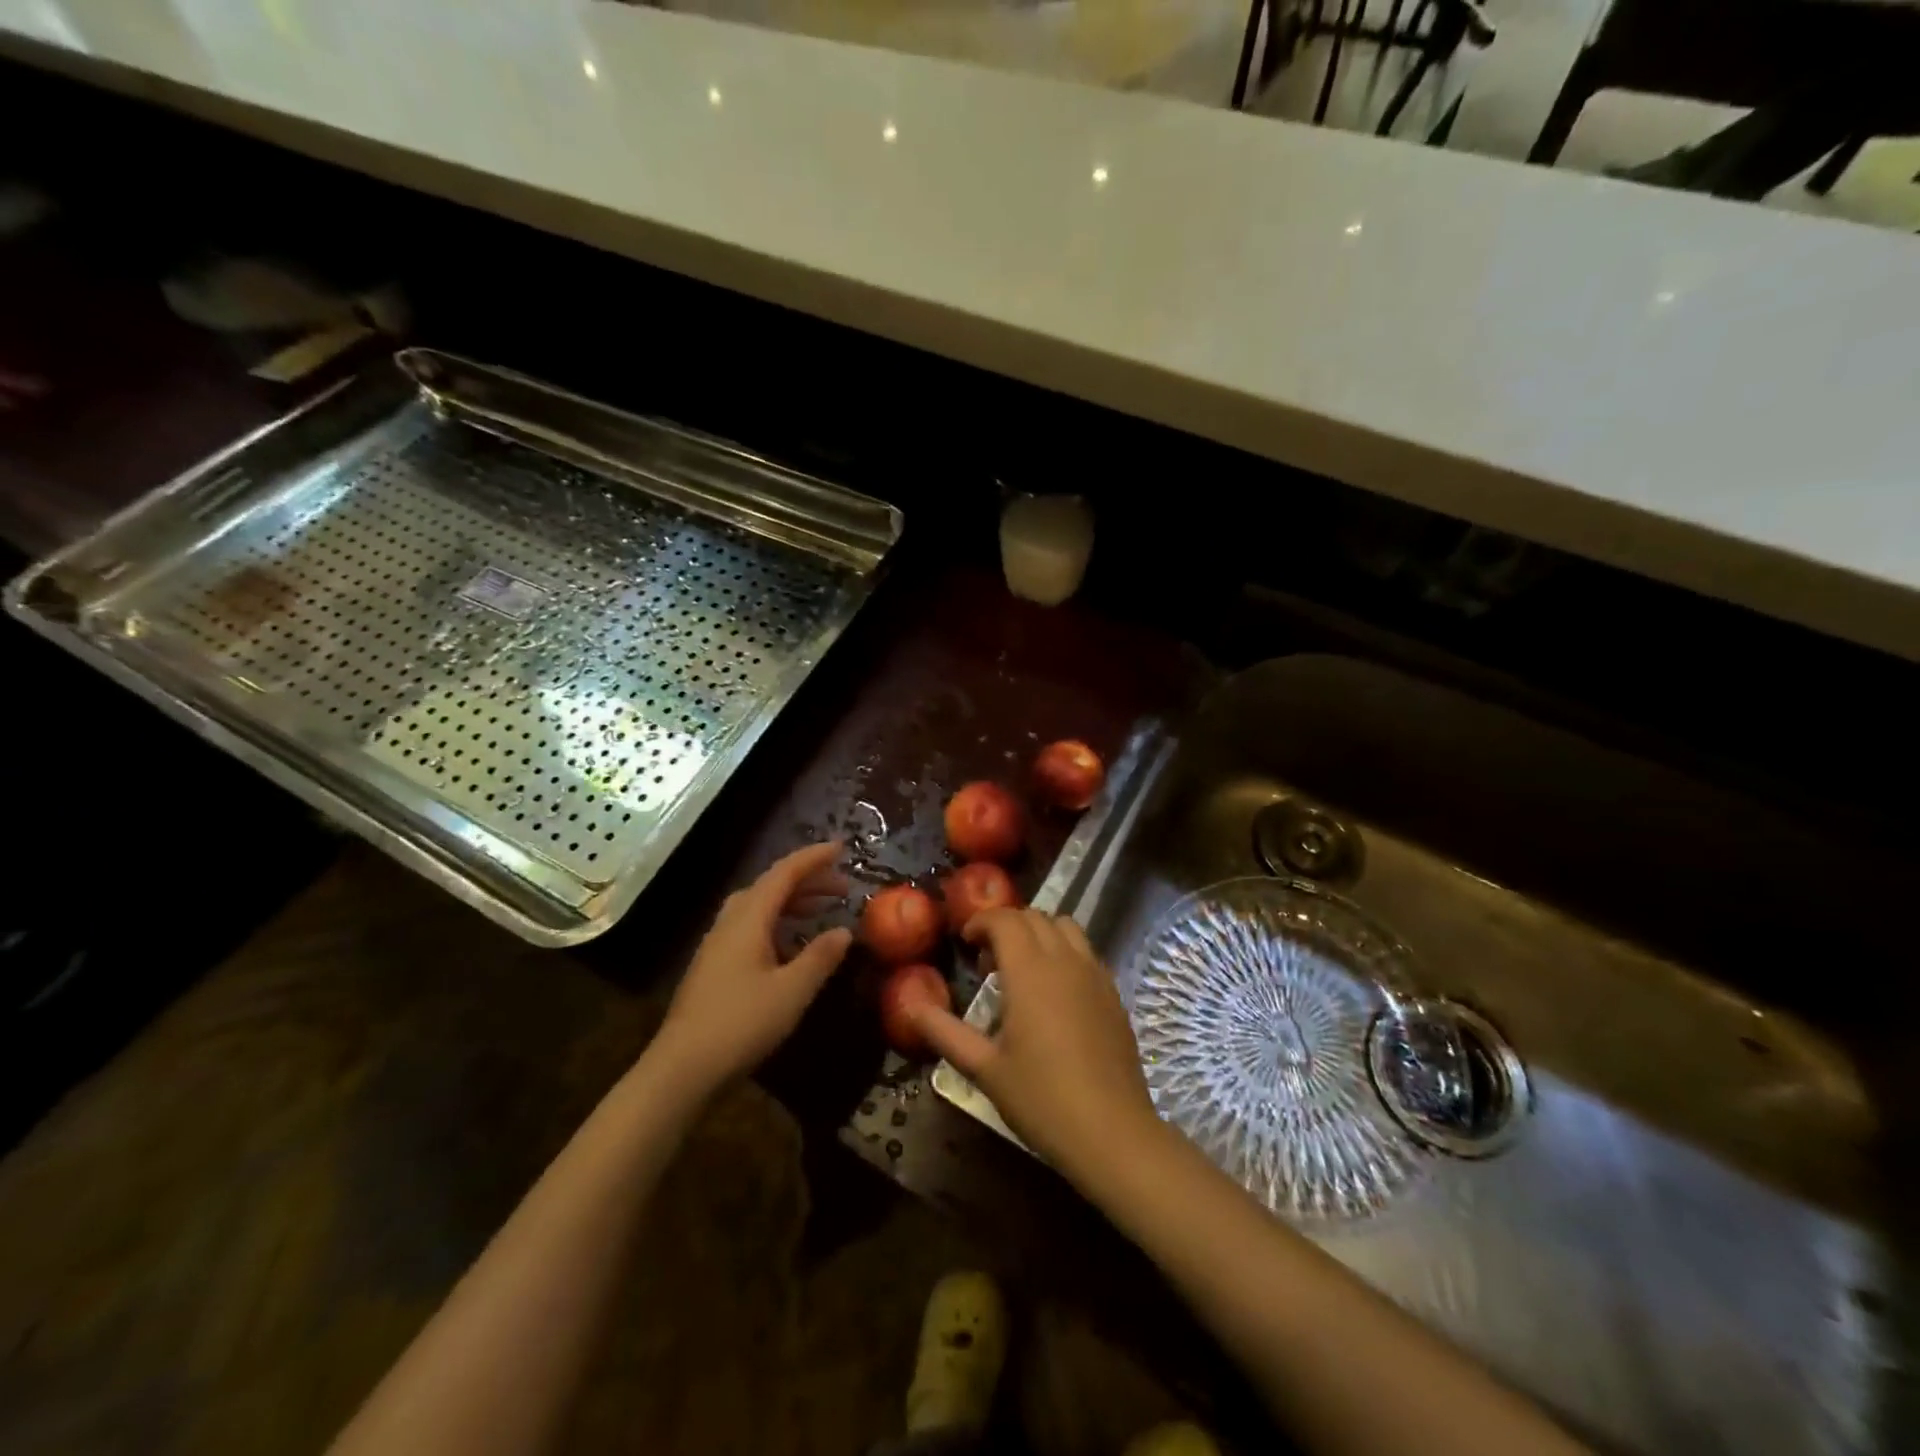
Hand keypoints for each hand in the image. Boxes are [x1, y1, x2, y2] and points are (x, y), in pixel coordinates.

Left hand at [653, 842, 852, 1097]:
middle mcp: (730, 923)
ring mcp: (717, 945)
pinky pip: (750, 927)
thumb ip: (821, 957)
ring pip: (758, 907)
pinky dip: (777, 923)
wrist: (681, 1069)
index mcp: (749, 919)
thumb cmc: (740, 1024)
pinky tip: (791, 946)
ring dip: (791, 901)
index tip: (842, 847)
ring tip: (821, 910)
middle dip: (807, 880)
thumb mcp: (792, 991)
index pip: (784, 873)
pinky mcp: (713, 967)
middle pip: (770, 886)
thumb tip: (845, 931)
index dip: (814, 858)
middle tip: (842, 887)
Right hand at [908, 908, 1162, 1186]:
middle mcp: (1065, 960)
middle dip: (1007, 926)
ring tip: (1023, 969)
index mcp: (1030, 971)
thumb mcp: (985, 1069)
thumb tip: (911, 1006)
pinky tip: (1055, 992)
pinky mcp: (1113, 992)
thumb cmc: (1042, 1100)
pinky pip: (1085, 951)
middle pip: (1034, 917)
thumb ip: (945, 1032)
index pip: (1005, 919)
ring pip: (1065, 926)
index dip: (981, 922)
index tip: (966, 944)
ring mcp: (1094, 974)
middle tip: (988, 962)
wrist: (1113, 1133)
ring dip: (1039, 933)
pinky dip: (1064, 951)